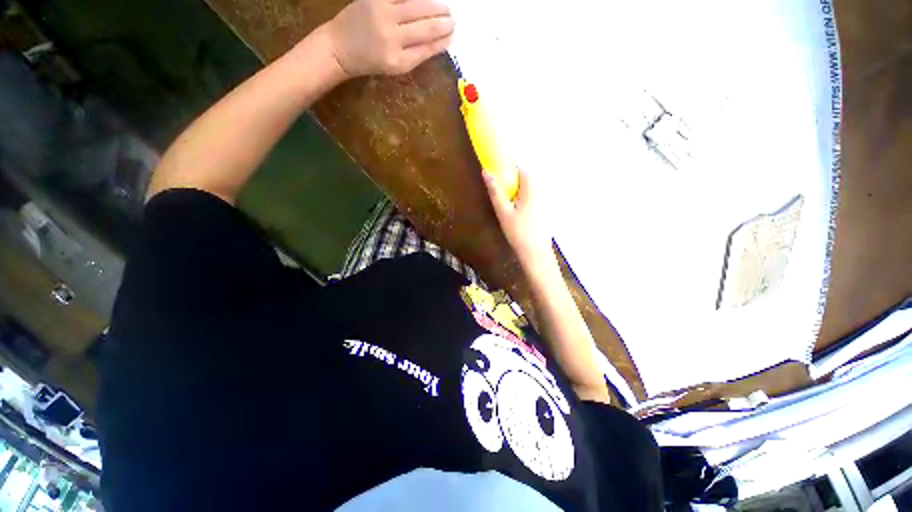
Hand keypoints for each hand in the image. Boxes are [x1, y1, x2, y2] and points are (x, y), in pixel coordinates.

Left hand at [326, 0, 453, 77]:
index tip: (451, 36)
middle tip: (452, 20)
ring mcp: (382, 13)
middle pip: (425, 26)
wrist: (340, 47)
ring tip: (445, 8)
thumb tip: (439, 42)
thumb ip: (417, 55)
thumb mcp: (396, 67)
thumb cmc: (371, 61)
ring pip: (417, 6)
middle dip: (442, 23)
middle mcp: (391, 37)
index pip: (427, 48)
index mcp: (398, 60)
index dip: (442, 41)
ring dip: (435, 6)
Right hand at [483, 169, 554, 266]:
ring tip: (510, 206)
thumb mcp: (503, 211)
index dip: (508, 169)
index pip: (520, 168)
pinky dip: (525, 200)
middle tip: (502, 196)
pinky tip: (520, 215)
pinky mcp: (547, 209)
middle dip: (513, 182)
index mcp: (531, 187)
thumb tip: (486, 172)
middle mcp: (542, 189)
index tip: (498, 177)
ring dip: (519, 192)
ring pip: (530, 188)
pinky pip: (534, 197)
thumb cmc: (518, 231)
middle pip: (526, 178)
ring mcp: (546, 200)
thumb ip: (495, 191)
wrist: (535, 252)